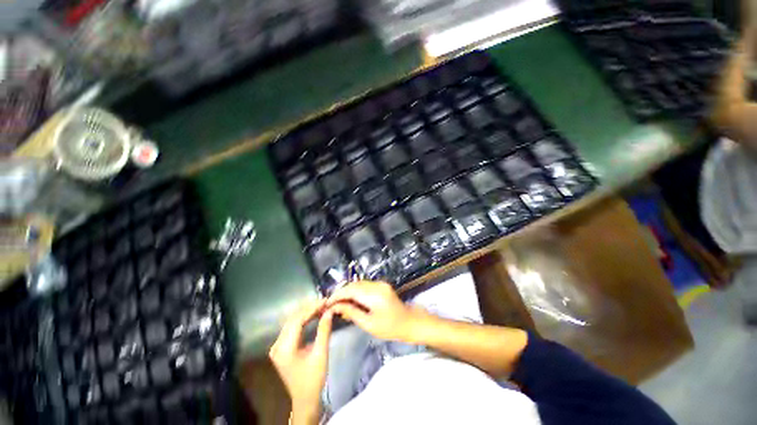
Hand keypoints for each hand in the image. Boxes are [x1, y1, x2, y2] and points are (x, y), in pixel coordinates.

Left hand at [269, 300, 333, 420]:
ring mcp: (277, 346)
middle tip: (324, 302)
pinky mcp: (281, 347)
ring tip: (321, 306)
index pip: (297, 320)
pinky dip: (303, 320)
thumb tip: (329, 311)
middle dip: (309, 308)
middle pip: (293, 319)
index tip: (325, 301)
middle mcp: (277, 345)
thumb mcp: (321, 353)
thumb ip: (324, 330)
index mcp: (284, 348)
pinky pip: (292, 328)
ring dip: (306, 313)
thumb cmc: (313, 378)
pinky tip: (313, 315)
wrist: (305, 398)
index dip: (312, 308)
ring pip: (292, 322)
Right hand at [327, 281, 427, 341]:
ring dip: (348, 292)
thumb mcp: (369, 324)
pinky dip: (356, 292)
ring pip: (359, 284)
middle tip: (331, 304)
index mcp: (374, 295)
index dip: (337, 295)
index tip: (327, 303)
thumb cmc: (390, 328)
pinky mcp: (382, 285)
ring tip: (339, 304)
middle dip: (341, 293)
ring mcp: (380, 283)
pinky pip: (365, 286)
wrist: (410, 322)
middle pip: (354, 285)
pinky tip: (351, 301)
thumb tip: (336, 306)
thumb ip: (352, 313)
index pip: (351, 290)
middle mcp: (377, 285)